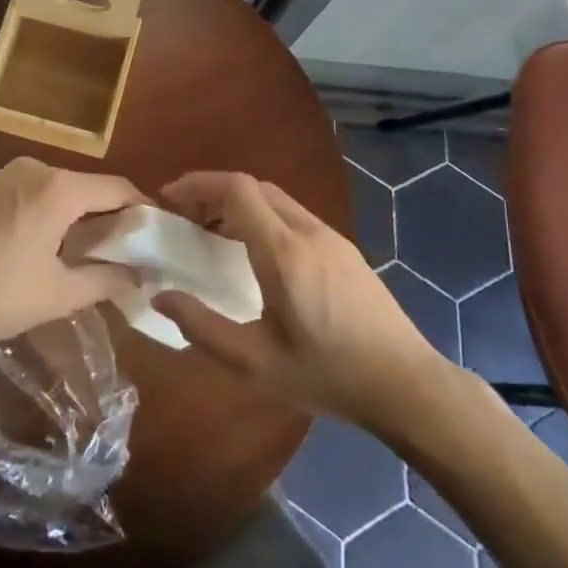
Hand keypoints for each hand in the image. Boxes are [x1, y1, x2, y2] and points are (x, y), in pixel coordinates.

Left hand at [0, 157, 144, 349]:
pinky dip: (48, 214)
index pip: (118, 188)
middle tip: (124, 253)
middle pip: (87, 188)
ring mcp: (4, 174)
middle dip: (109, 217)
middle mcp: (34, 168)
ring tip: (84, 255)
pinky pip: (31, 193)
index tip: (158, 235)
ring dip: (77, 217)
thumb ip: (106, 281)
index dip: (143, 210)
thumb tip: (140, 277)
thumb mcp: (57, 295)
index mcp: (58, 188)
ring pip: (58, 191)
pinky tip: (41, 248)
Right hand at [152, 172, 452, 432]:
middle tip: (186, 218)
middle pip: (254, 187)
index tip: (170, 199)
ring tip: (214, 235)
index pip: (236, 188)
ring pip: (276, 199)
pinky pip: (294, 216)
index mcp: (283, 251)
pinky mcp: (345, 249)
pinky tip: (257, 254)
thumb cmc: (327, 374)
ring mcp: (330, 237)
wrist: (406, 384)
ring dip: (240, 204)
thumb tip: (160, 296)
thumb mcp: (255, 363)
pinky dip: (264, 218)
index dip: (199, 184)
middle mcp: (306, 231)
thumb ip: (202, 328)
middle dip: (214, 192)